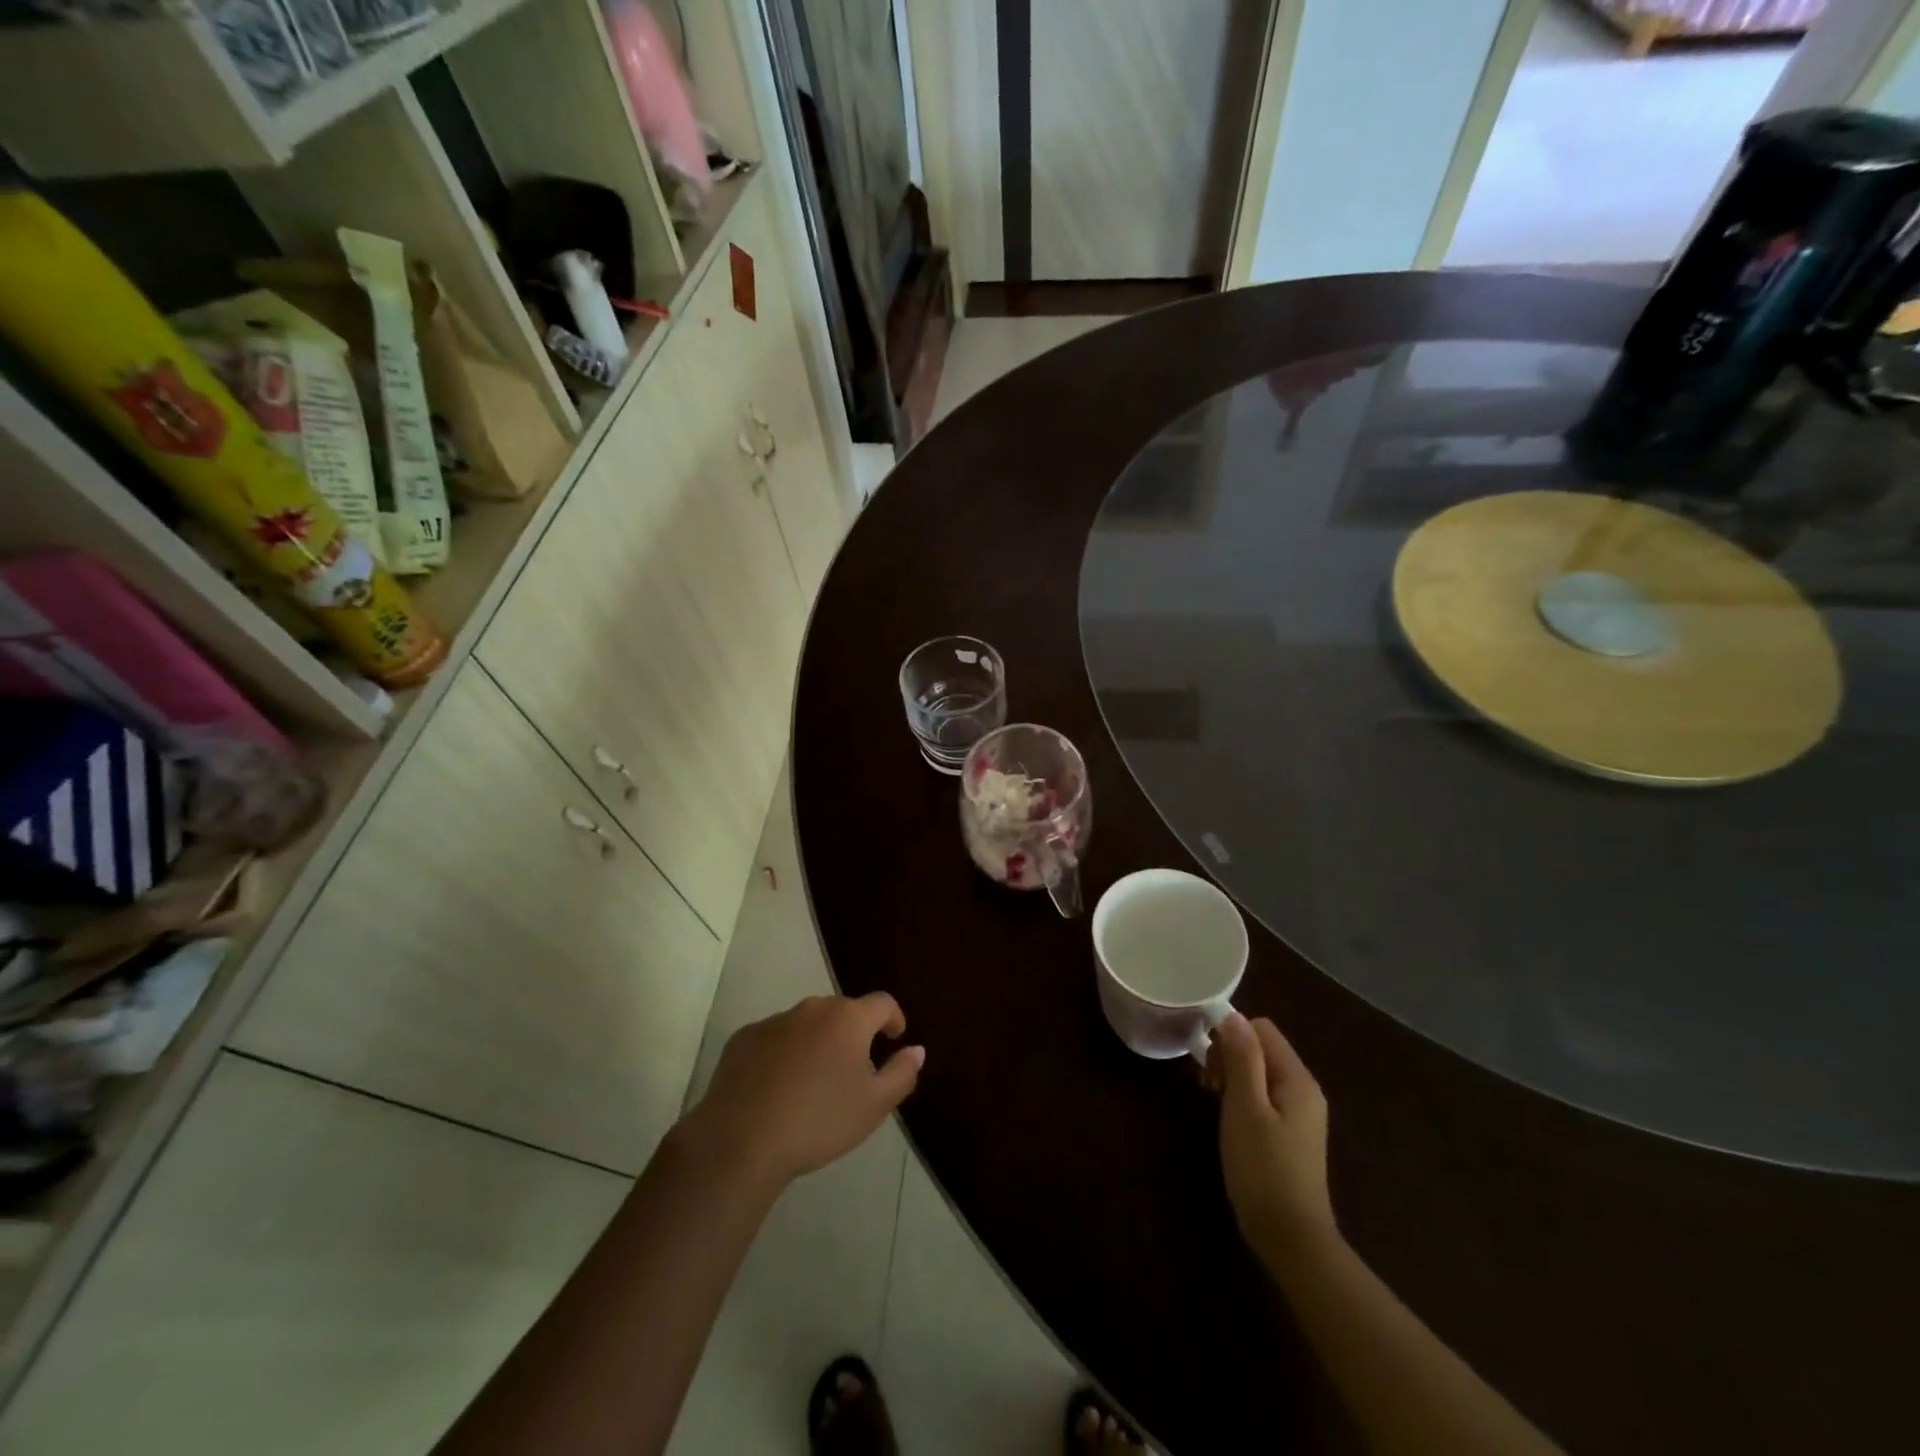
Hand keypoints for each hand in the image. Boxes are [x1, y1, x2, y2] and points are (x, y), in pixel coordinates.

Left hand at [683, 993, 923, 1192]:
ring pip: (806, 1024)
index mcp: (848, 1019)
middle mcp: (812, 1009)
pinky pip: (774, 1038)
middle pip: (842, 1011)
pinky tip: (777, 1088)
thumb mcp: (874, 1106)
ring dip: (817, 1042)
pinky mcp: (743, 1038)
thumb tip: (916, 1050)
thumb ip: (902, 1073)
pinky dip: (783, 1053)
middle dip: (853, 1033)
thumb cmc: (819, 1122)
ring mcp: (774, 1020)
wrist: (741, 1141)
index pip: (882, 1003)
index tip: (894, 1038)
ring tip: (814, 1082)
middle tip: (854, 1069)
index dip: (893, 1018)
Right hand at [1210, 1013, 1335, 1273]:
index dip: (1231, 1036)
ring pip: (1259, 1073)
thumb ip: (1242, 1058)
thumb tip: (1232, 1016)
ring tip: (1214, 1102)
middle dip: (1230, 1057)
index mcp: (1298, 1079)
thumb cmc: (1264, 1168)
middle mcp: (1304, 1090)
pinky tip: (1228, 1120)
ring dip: (1233, 1078)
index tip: (1210, 1064)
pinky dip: (1242, 1098)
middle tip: (1209, 1086)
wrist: (1291, 1238)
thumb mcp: (1246, 1108)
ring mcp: (1299, 1114)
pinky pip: (1263, 1097)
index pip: (1261, 1029)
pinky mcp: (1290, 1134)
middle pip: (1261, 1049)